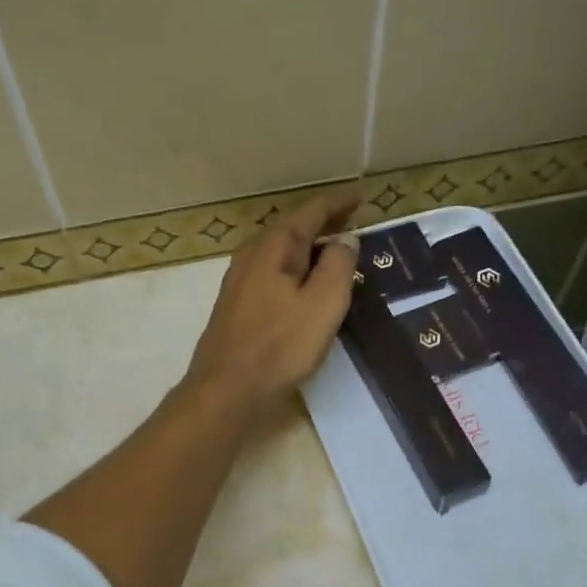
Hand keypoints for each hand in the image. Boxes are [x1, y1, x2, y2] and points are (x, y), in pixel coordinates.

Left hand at [183, 190, 360, 416]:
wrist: (226, 390)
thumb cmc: (279, 346)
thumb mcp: (323, 304)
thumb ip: (338, 266)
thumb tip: (344, 239)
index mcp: (274, 248)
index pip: (309, 213)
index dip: (336, 203)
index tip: (360, 197)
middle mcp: (252, 256)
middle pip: (291, 229)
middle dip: (322, 223)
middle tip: (351, 221)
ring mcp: (239, 282)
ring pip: (280, 252)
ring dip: (308, 247)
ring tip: (334, 250)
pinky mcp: (236, 306)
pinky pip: (272, 273)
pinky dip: (294, 269)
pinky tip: (304, 285)